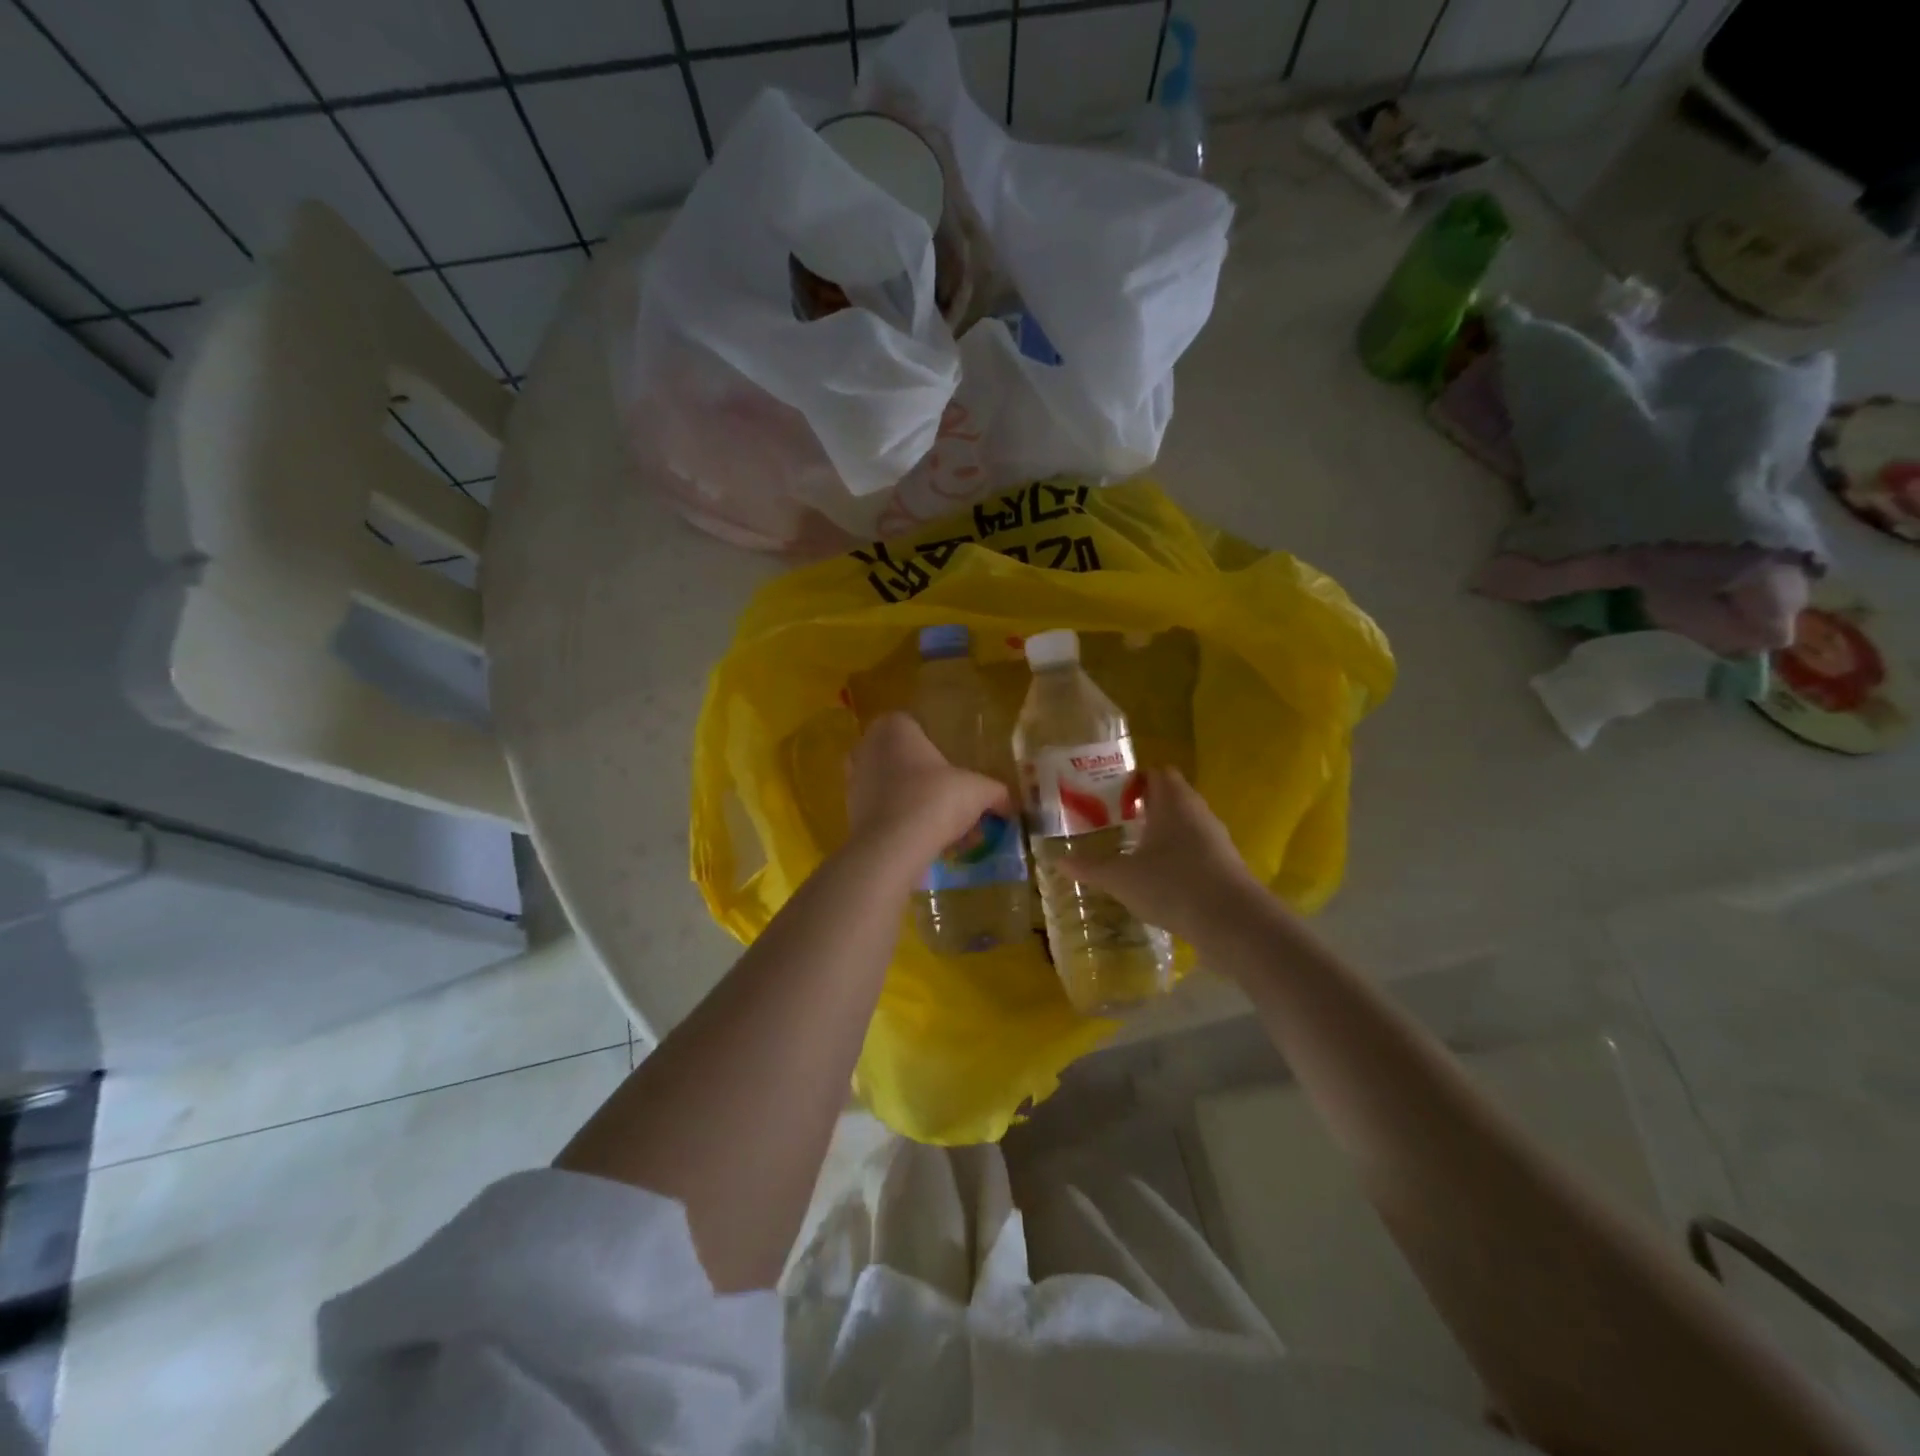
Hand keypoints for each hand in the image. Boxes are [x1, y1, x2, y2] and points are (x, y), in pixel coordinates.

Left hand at [846, 713, 1012, 864]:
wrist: (893, 846)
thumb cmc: (935, 799)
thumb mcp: (978, 791)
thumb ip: (996, 792)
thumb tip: (1009, 803)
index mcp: (894, 728)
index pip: (912, 725)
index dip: (933, 745)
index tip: (952, 767)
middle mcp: (867, 747)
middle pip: (901, 757)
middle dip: (922, 776)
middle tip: (949, 797)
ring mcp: (854, 781)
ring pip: (889, 787)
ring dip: (911, 801)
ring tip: (940, 825)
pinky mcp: (850, 814)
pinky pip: (881, 813)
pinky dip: (899, 823)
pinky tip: (923, 841)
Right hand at [1061, 767, 1265, 943]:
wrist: (1233, 922)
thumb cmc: (1172, 885)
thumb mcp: (1121, 878)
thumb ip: (1089, 868)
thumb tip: (1057, 861)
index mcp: (1172, 801)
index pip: (1155, 773)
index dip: (1132, 780)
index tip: (1108, 796)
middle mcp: (1197, 811)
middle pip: (1171, 796)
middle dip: (1144, 806)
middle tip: (1115, 821)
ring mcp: (1216, 838)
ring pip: (1185, 823)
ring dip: (1163, 831)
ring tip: (1134, 850)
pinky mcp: (1225, 864)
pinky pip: (1197, 848)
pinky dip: (1178, 856)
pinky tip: (1160, 878)